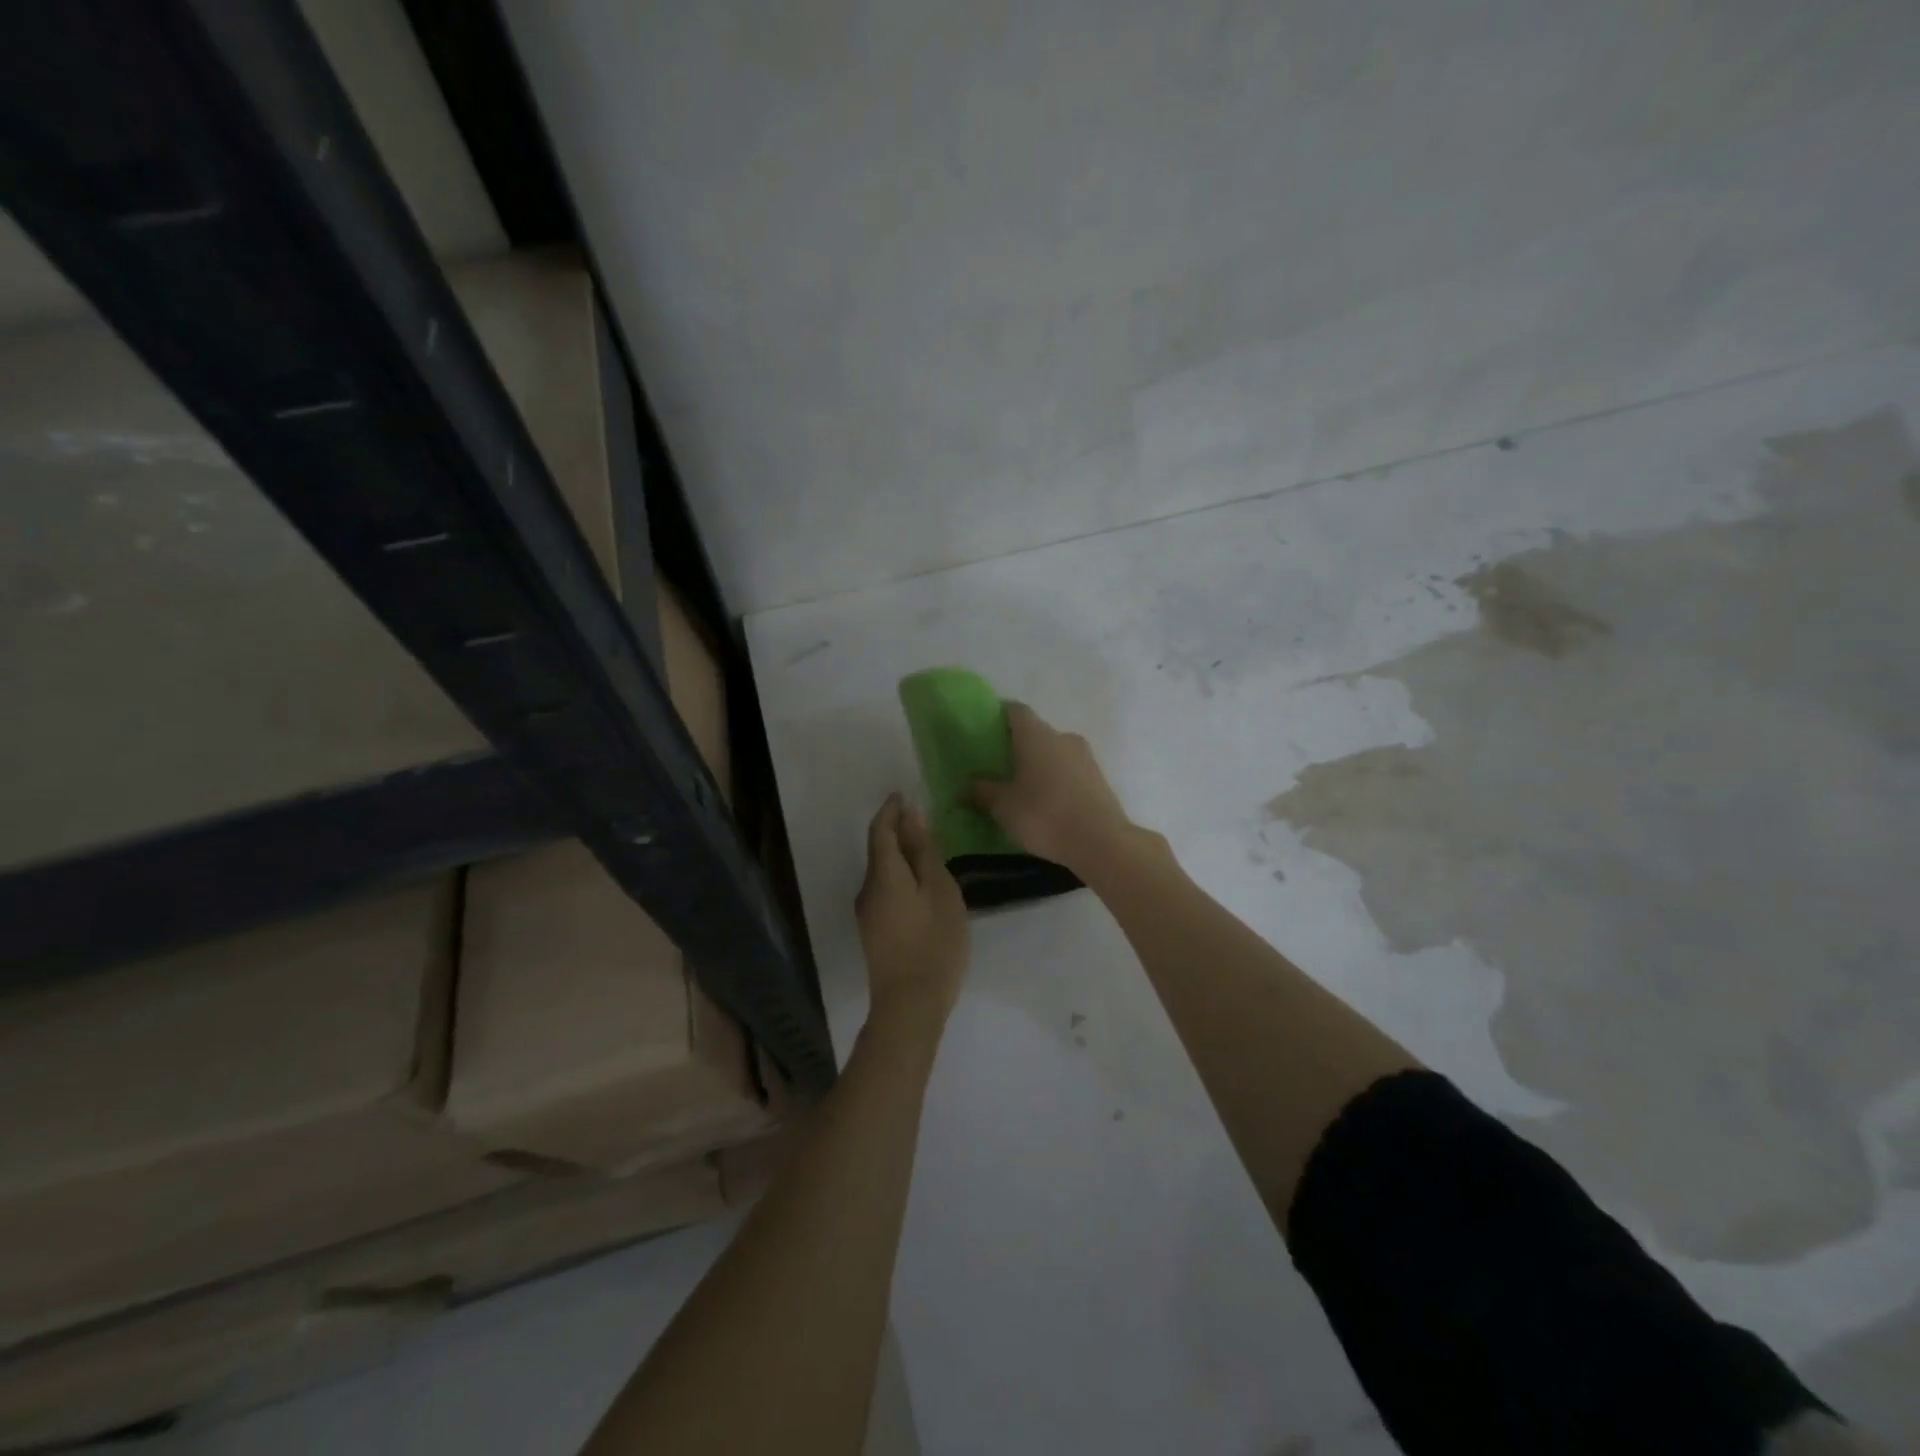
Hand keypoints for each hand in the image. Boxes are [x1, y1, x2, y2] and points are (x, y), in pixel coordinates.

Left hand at [855, 794, 969, 1034]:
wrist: (910, 1006)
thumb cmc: (933, 943)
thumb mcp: (940, 891)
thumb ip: (925, 852)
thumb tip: (911, 816)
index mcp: (883, 875)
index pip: (881, 830)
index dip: (891, 810)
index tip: (904, 794)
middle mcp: (867, 890)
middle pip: (879, 850)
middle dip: (897, 831)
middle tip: (925, 821)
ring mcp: (868, 914)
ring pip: (883, 872)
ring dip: (900, 855)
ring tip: (929, 851)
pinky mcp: (874, 932)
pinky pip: (886, 890)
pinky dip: (901, 877)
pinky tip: (922, 886)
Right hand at [968, 703, 1137, 875]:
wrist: (1101, 842)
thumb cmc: (1044, 815)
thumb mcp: (1003, 806)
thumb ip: (981, 791)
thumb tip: (964, 785)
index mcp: (1036, 735)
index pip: (1015, 710)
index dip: (999, 716)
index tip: (985, 731)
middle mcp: (1062, 737)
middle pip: (1036, 732)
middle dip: (1018, 746)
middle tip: (999, 767)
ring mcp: (1085, 757)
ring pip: (1055, 753)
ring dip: (1039, 765)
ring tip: (1022, 788)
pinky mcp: (1099, 779)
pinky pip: (1070, 771)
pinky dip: (1056, 780)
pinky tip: (1046, 802)